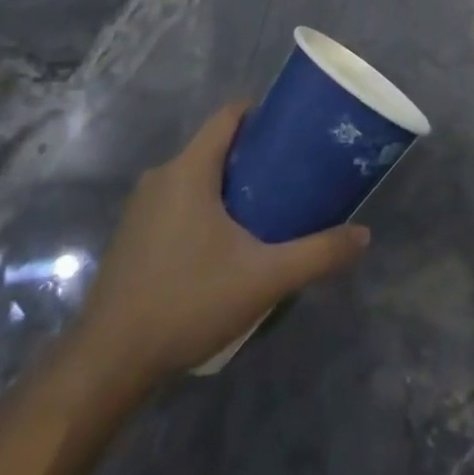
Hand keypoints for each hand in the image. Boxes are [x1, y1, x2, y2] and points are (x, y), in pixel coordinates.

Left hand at [66, 103, 369, 394]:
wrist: (109, 362)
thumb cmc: (188, 301)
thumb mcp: (264, 278)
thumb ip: (317, 254)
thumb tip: (364, 235)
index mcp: (189, 170)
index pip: (228, 116)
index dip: (262, 113)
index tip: (294, 129)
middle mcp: (161, 177)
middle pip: (214, 146)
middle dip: (253, 154)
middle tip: (292, 173)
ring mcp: (141, 207)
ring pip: (194, 176)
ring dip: (228, 183)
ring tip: (267, 207)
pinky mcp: (132, 235)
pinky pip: (176, 201)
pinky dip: (204, 206)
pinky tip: (225, 242)